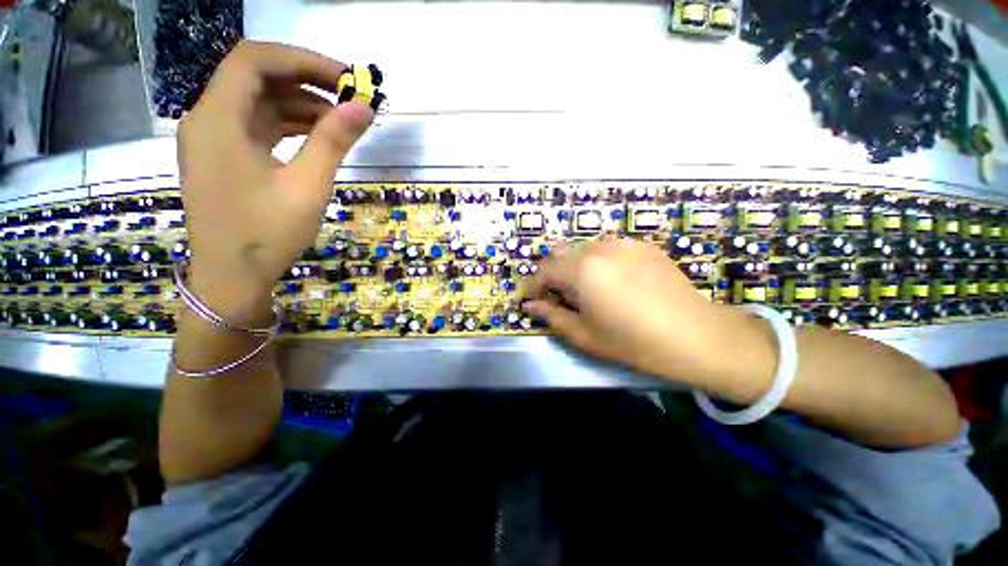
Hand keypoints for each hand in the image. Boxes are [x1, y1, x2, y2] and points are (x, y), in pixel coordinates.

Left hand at [177, 41, 373, 322]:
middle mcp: (208, 118)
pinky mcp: (223, 155)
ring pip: (258, 101)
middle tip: (349, 97)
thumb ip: (333, 141)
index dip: (302, 59)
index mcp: (218, 119)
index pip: (255, 60)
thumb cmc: (266, 234)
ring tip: (341, 120)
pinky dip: (288, 123)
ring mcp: (213, 137)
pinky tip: (317, 135)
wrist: (231, 276)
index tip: (345, 78)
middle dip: (305, 80)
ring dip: (300, 103)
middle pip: (256, 77)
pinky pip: (256, 125)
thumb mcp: (307, 186)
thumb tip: (363, 107)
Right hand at [523, 239, 763, 383]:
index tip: (528, 299)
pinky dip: (598, 262)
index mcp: (581, 271)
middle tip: (556, 296)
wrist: (695, 335)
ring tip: (585, 289)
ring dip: (575, 267)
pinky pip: (608, 249)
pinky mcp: (642, 246)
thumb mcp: (584, 335)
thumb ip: (552, 317)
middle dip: (552, 275)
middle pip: (561, 255)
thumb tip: (531, 306)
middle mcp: (598, 249)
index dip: (532, 286)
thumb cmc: (633, 342)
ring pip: (583, 249)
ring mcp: (622, 244)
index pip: (544, 271)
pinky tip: (612, 281)